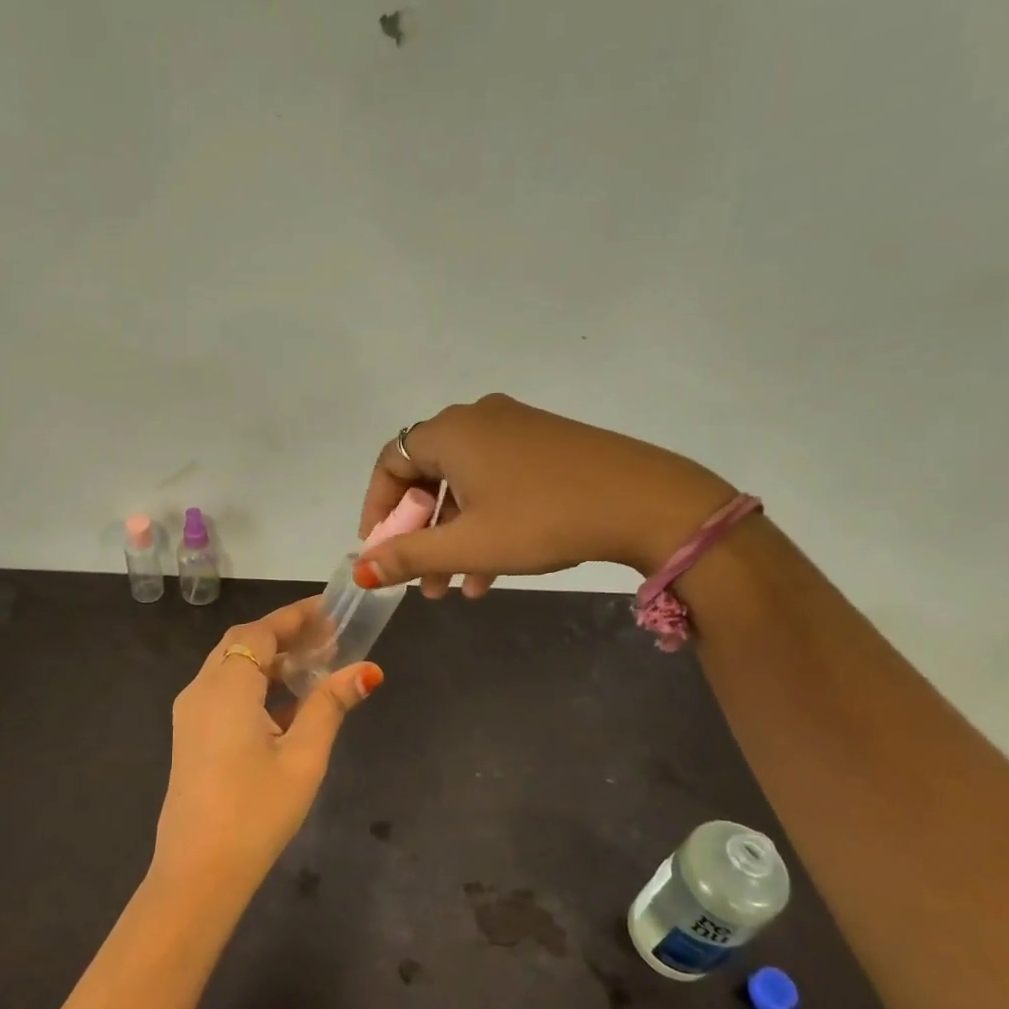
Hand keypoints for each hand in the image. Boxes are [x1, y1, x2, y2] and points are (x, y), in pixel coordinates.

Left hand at [151, 598, 381, 904]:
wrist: (198, 873)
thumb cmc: (256, 811)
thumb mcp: (303, 757)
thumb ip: (330, 706)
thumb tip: (366, 669)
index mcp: (226, 687)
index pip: (260, 632)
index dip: (295, 617)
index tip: (330, 609)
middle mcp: (201, 690)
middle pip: (242, 643)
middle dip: (284, 635)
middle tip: (328, 636)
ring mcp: (190, 714)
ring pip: (231, 667)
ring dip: (269, 659)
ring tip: (314, 664)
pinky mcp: (190, 736)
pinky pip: (223, 691)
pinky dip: (255, 684)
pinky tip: (287, 704)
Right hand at [355, 394, 735, 596]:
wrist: (646, 502)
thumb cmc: (543, 519)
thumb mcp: (468, 544)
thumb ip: (408, 555)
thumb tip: (362, 570)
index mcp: (451, 432)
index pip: (390, 462)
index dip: (378, 509)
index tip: (380, 551)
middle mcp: (478, 419)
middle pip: (428, 476)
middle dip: (420, 534)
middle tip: (420, 579)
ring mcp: (516, 428)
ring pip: (465, 485)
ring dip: (453, 537)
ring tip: (453, 589)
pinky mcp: (545, 444)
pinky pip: (497, 482)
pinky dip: (485, 522)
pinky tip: (491, 573)